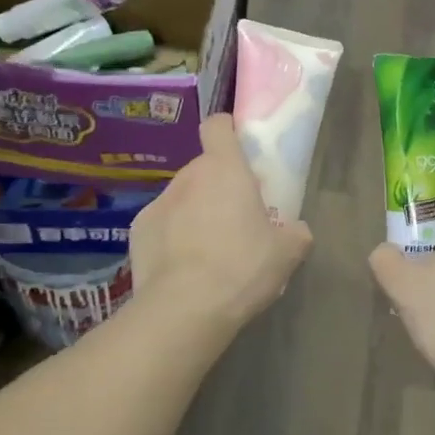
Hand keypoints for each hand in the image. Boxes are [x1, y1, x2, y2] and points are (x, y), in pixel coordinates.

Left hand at [130, 113, 312, 330]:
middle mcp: (188, 177)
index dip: (228, 131)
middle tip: (235, 219)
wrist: (184, 309)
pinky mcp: (137, 230)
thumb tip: (297, 230)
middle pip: (204, 169)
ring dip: (194, 212)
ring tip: (207, 251)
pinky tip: (182, 267)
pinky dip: (170, 237)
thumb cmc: (242, 268)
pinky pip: (160, 224)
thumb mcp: (287, 254)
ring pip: (182, 198)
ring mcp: (158, 202)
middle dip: (217, 187)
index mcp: (225, 169)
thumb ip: (296, 233)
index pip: (218, 126)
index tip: (239, 149)